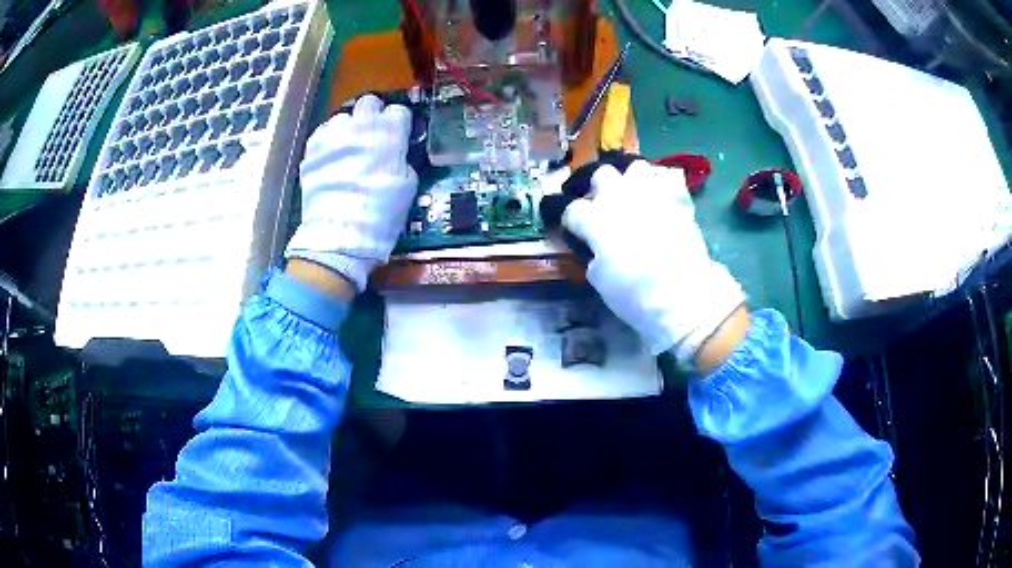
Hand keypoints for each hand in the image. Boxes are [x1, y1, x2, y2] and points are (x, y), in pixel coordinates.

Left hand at [285, 95, 417, 291]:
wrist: (340, 233)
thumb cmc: (381, 212)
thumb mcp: (407, 185)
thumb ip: (402, 160)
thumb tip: (397, 155)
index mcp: (389, 131)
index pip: (398, 111)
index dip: (399, 123)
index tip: (398, 134)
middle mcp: (360, 124)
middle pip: (369, 102)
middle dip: (372, 115)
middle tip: (372, 134)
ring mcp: (333, 134)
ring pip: (343, 117)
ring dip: (348, 128)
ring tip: (348, 148)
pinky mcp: (312, 148)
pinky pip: (323, 135)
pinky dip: (329, 142)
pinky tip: (331, 159)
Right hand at [562, 160, 745, 369]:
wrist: (683, 294)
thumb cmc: (635, 293)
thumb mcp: (600, 280)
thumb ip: (593, 254)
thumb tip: (596, 247)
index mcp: (595, 219)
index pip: (572, 210)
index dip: (572, 221)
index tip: (576, 231)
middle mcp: (619, 197)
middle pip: (602, 175)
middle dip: (600, 188)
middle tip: (606, 206)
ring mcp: (651, 192)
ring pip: (635, 168)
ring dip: (632, 180)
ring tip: (636, 197)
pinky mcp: (678, 197)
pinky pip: (668, 178)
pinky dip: (663, 186)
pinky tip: (663, 199)